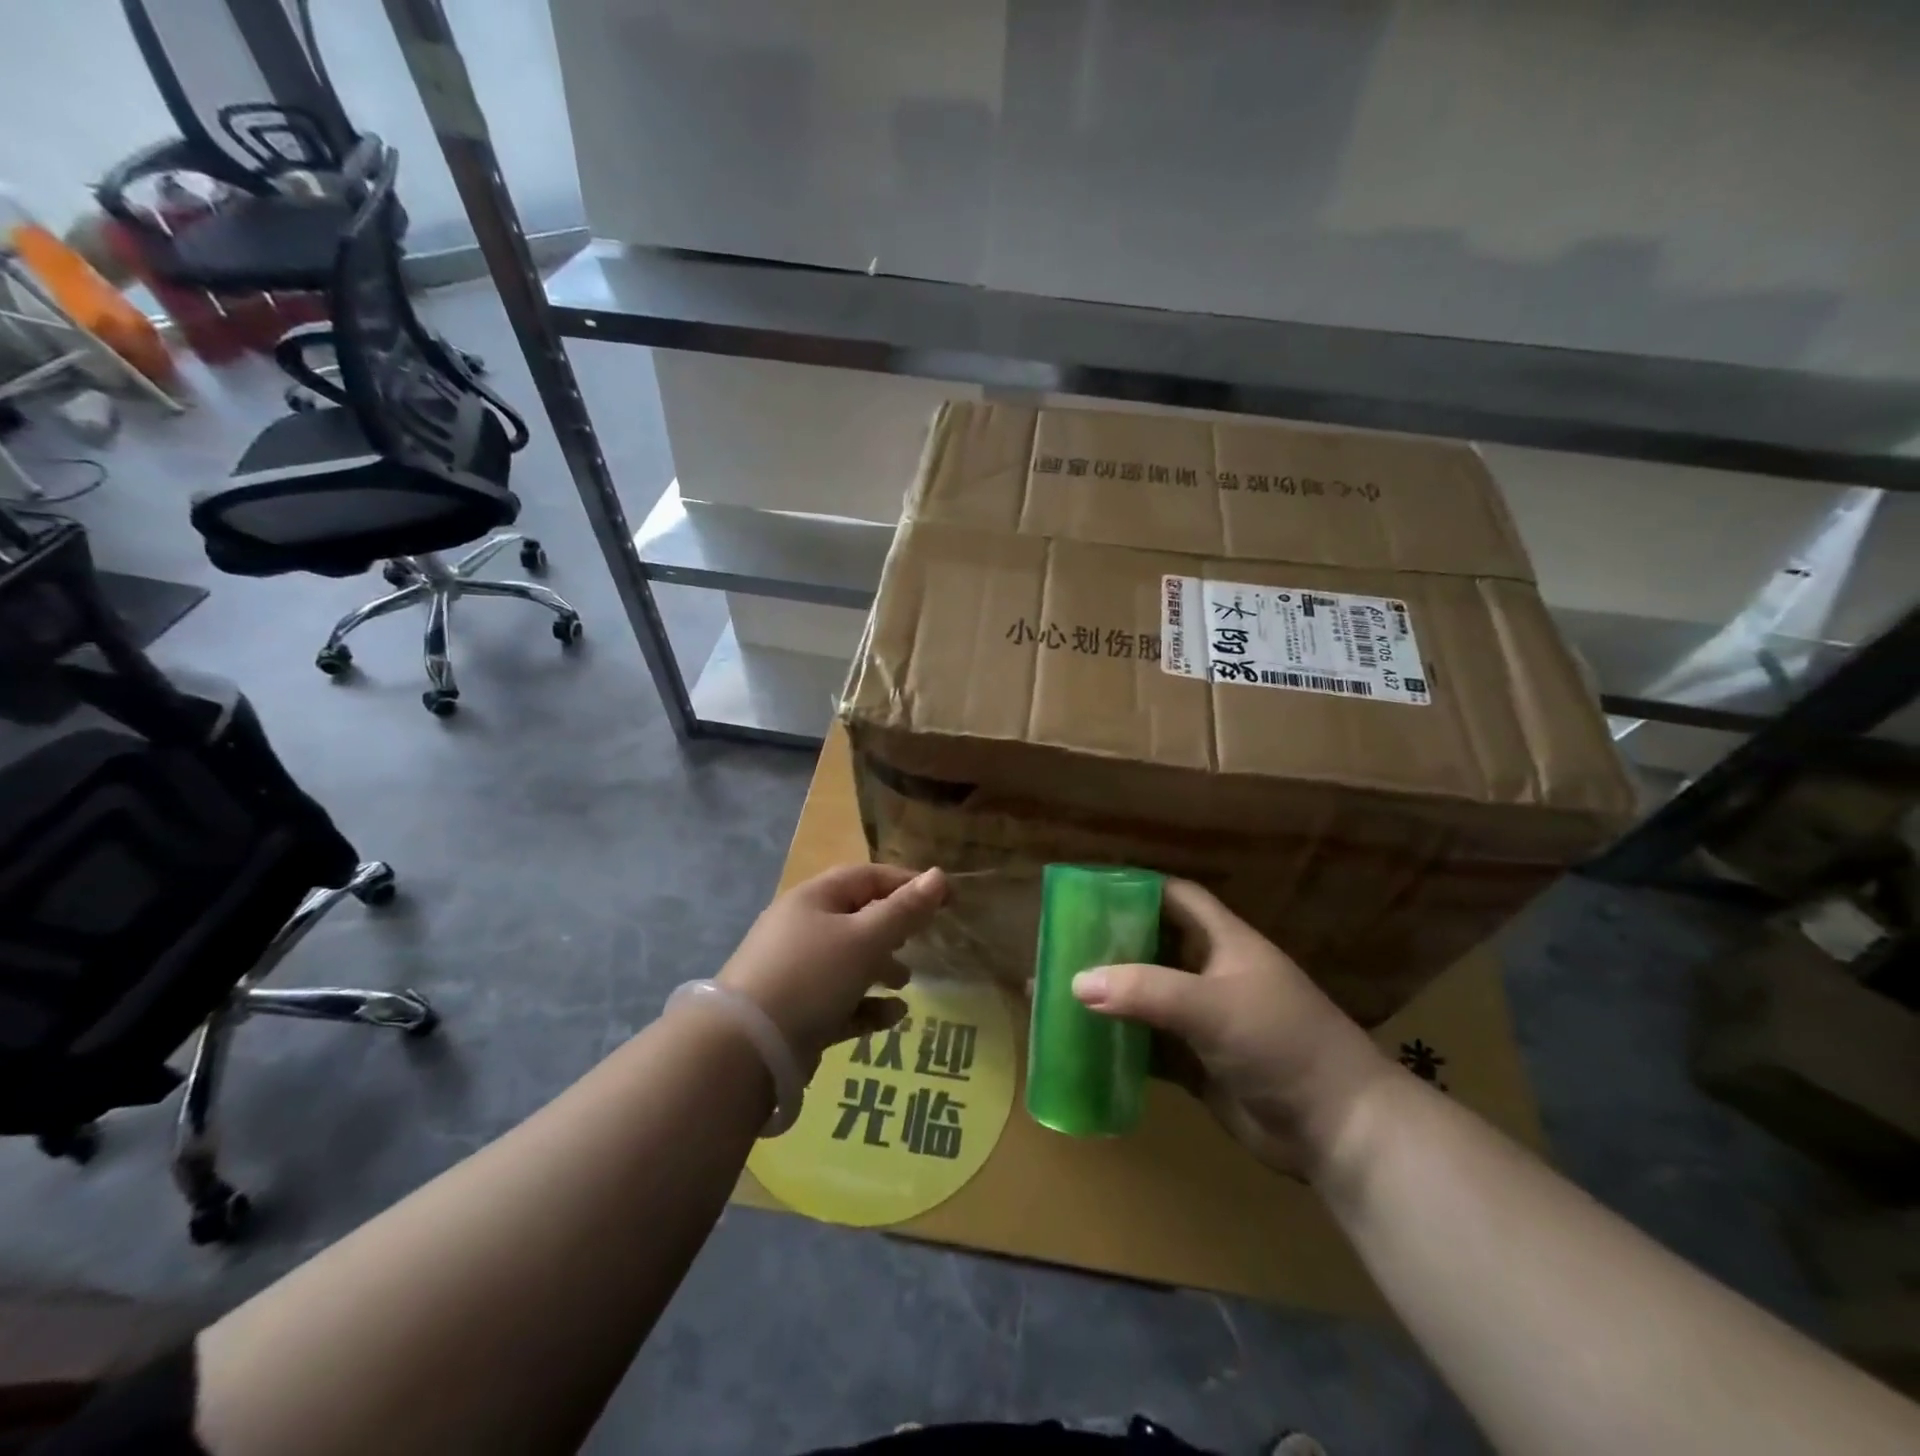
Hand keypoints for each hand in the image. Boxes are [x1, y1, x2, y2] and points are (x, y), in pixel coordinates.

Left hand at [718, 864, 947, 1073]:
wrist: (745, 1048)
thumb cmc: (811, 976)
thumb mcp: (865, 939)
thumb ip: (904, 911)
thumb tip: (939, 875)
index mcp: (815, 899)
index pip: (868, 877)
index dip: (909, 884)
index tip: (948, 899)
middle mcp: (802, 928)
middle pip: (857, 917)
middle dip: (893, 928)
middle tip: (921, 941)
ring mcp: (795, 971)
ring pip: (848, 960)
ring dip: (881, 968)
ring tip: (904, 982)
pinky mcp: (795, 1011)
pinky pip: (839, 1000)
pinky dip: (866, 1005)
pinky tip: (892, 1017)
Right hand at [1071, 878, 1391, 1178]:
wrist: (1339, 1129)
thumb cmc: (1281, 1043)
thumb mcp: (1213, 1006)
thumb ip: (1146, 991)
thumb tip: (1075, 982)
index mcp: (1223, 942)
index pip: (1175, 898)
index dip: (1135, 889)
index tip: (1088, 891)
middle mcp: (1211, 974)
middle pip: (1152, 946)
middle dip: (1110, 945)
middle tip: (1058, 944)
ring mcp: (1204, 1021)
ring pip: (1146, 998)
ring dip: (1109, 996)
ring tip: (1056, 990)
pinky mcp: (1198, 1064)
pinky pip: (1149, 1046)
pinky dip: (1119, 1043)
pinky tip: (1082, 1043)